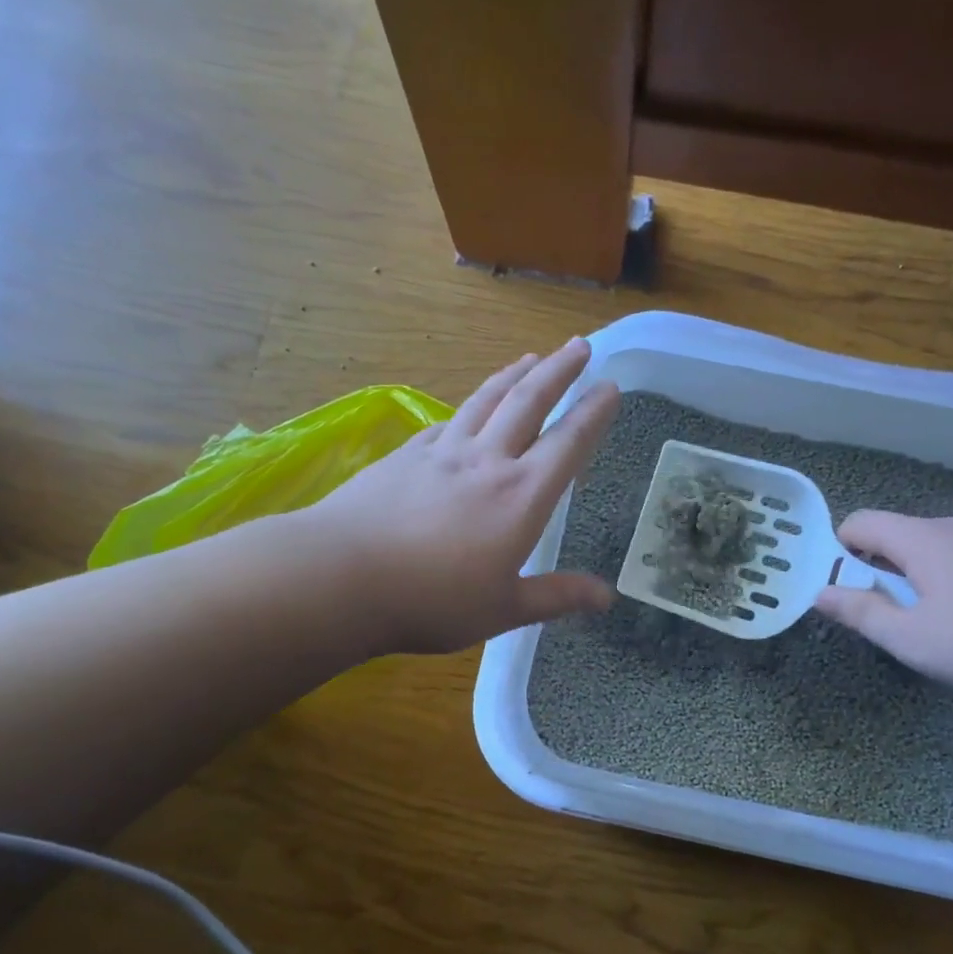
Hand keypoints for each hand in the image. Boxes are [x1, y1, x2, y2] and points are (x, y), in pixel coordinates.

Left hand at [304, 338, 621, 654]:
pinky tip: (467, 410)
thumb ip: (556, 596)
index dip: (593, 413)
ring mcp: (442, 452)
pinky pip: (447, 421)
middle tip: (579, 345)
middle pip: (528, 402)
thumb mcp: (503, 608)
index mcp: (520, 496)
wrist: (341, 575)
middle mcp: (487, 461)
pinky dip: (467, 408)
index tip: (610, 386)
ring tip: (530, 358)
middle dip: (559, 371)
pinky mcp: (405, 455)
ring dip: (513, 375)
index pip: (568, 443)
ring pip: (486, 400)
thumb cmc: (432, 600)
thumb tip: (607, 597)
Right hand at [814, 512, 952, 695]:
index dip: (841, 550)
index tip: (846, 588)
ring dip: (924, 576)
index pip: (861, 522)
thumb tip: (820, 593)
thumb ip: (860, 612)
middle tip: (892, 616)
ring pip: (940, 548)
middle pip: (900, 535)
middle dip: (884, 570)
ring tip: (940, 623)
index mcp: (922, 538)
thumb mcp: (909, 638)